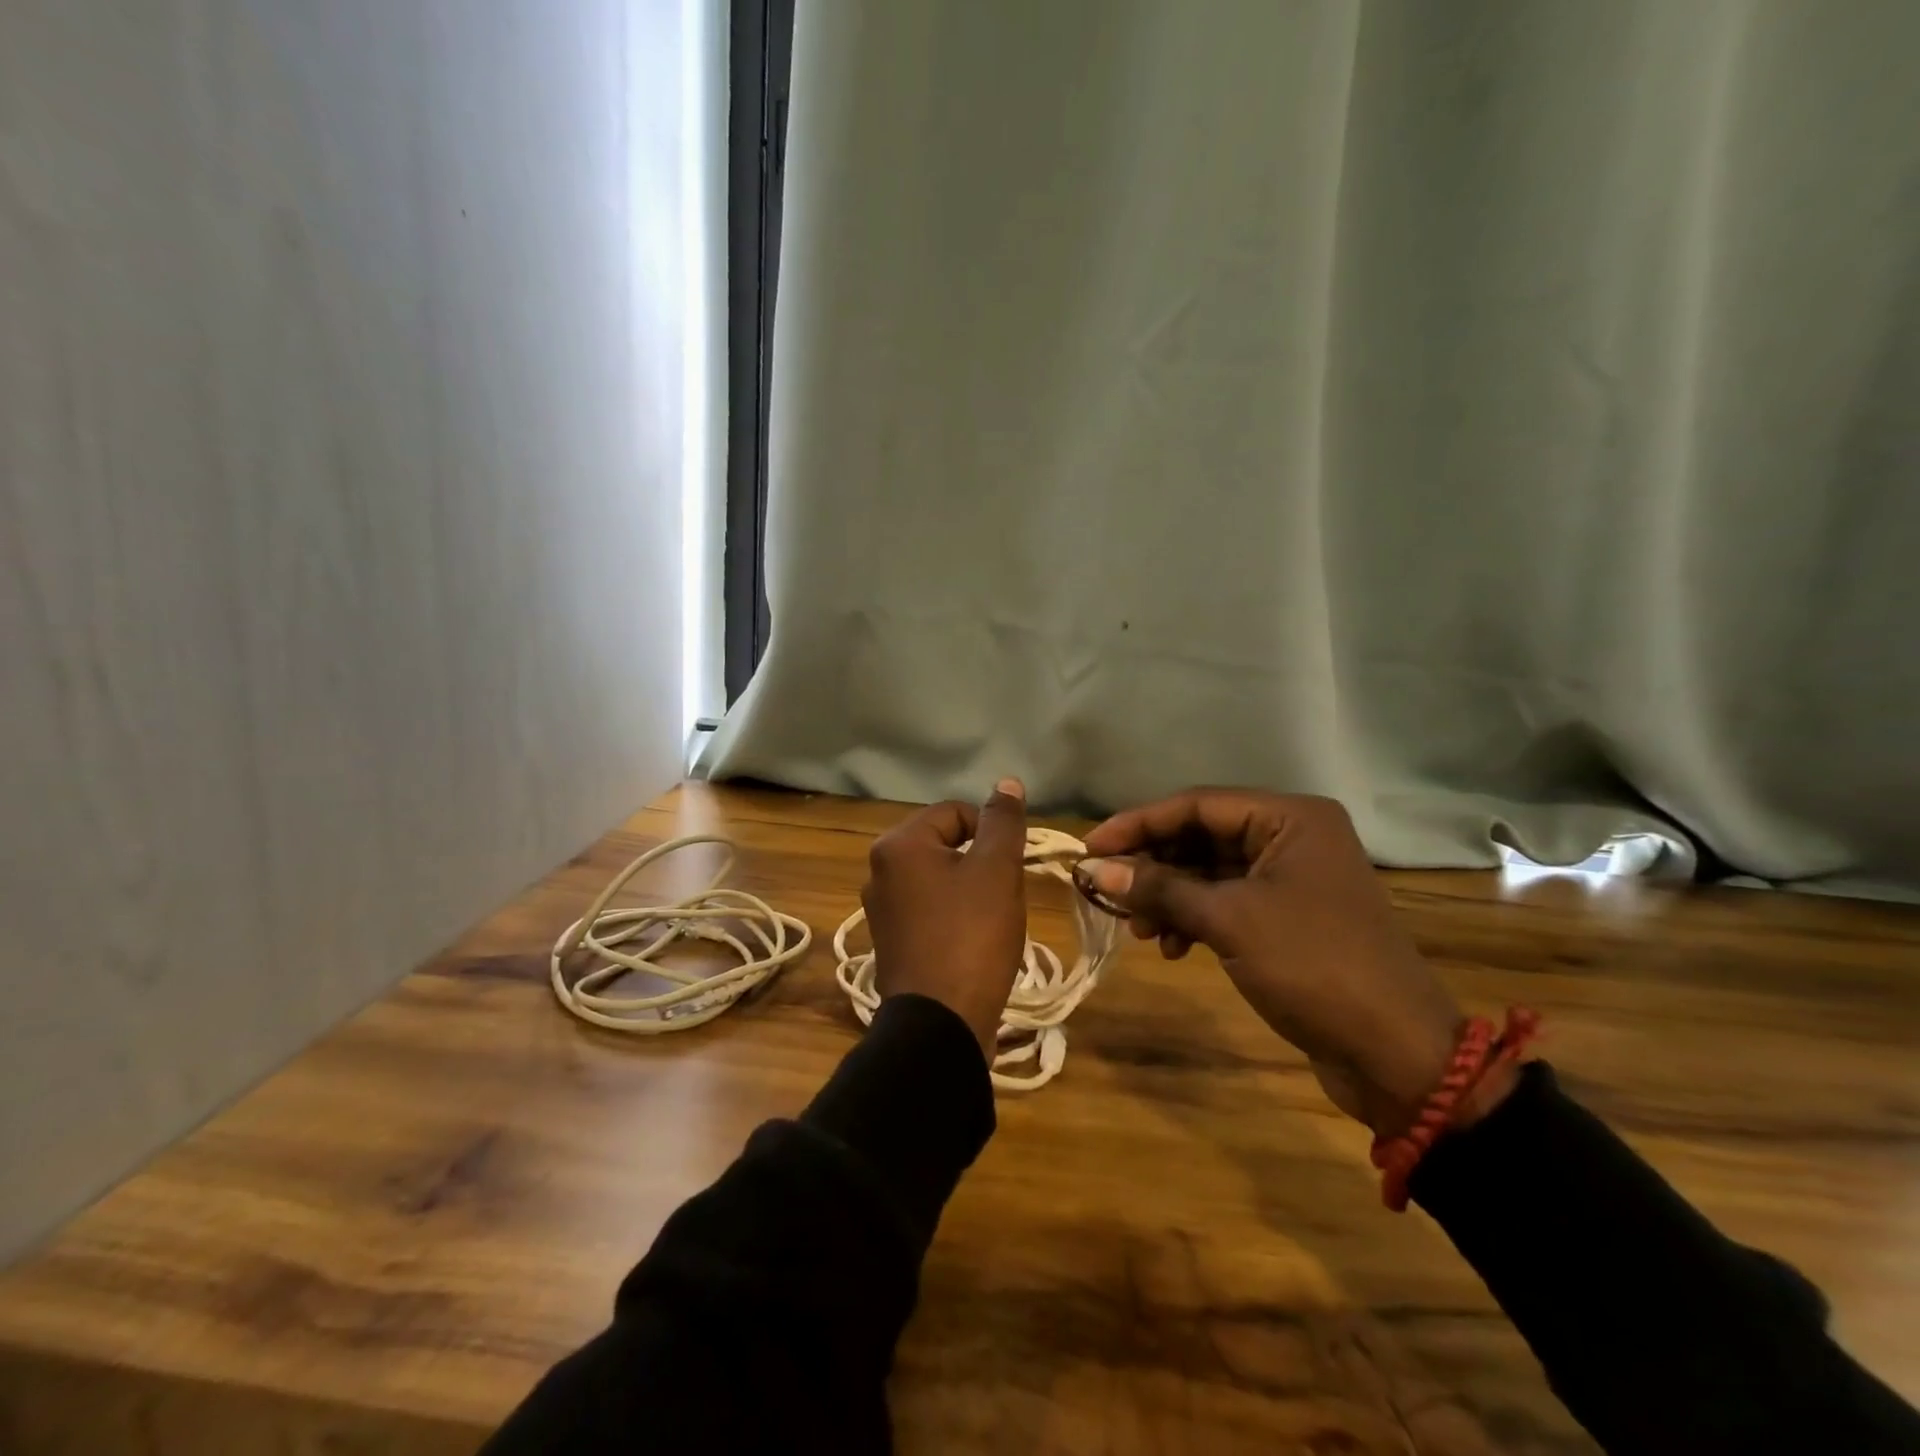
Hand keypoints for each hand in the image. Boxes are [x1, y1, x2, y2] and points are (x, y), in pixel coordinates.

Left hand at [862, 779, 1029, 1060]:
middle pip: (945, 845)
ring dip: (970, 891)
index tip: (1011, 867)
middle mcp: (879, 870)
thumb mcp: (997, 870)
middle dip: (981, 863)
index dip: (992, 832)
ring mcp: (881, 909)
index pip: (956, 812)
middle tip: (1003, 895)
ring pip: (939, 879)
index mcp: (898, 845)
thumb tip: (1006, 782)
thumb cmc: (971, 936)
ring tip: (991, 921)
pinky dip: (953, 917)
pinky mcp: (890, 942)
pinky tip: (972, 943)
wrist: (940, 1024)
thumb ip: (1003, 822)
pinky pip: (929, 911)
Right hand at [1083, 790, 1474, 1136]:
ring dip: (1168, 896)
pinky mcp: (1286, 918)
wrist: (1395, 1055)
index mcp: (1289, 819)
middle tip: (1107, 890)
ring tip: (1139, 930)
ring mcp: (1290, 880)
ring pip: (1209, 873)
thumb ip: (1160, 889)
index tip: (1090, 847)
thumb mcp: (1229, 921)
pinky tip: (1172, 947)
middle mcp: (1291, 838)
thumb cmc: (1313, 967)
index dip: (1138, 823)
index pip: (1197, 805)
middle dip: (1153, 865)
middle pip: (1201, 837)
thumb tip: (1095, 870)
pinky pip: (1225, 903)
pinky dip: (1193, 919)